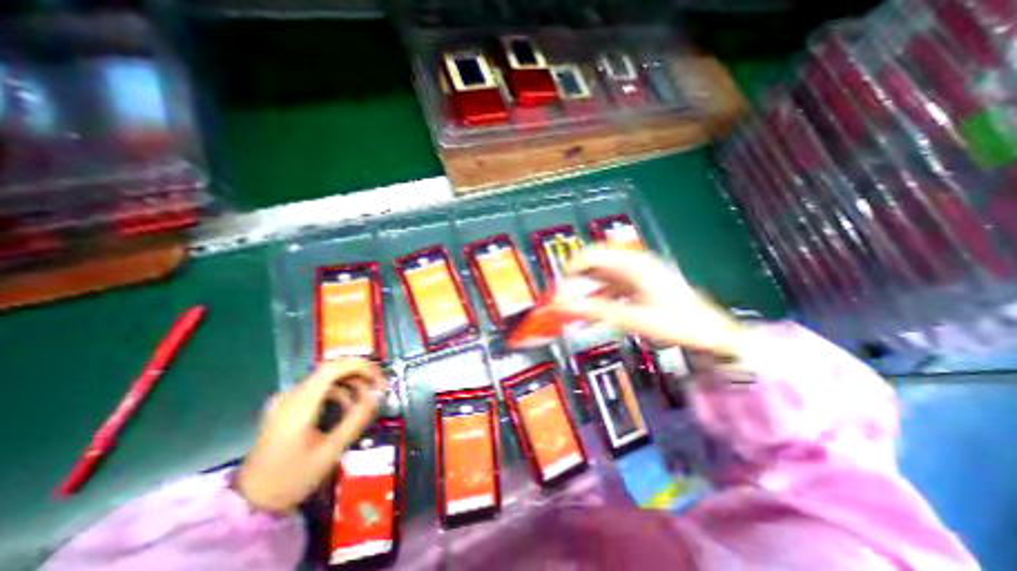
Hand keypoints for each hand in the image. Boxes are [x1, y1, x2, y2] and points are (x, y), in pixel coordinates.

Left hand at [233, 360, 384, 511]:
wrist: (250, 503)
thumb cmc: (292, 478)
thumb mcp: (330, 450)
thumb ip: (356, 419)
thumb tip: (378, 395)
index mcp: (298, 404)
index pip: (333, 367)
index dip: (360, 366)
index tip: (379, 379)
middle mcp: (291, 395)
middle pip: (331, 370)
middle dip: (360, 375)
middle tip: (379, 389)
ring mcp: (287, 400)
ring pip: (327, 379)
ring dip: (351, 384)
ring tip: (367, 400)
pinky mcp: (288, 406)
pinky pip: (319, 389)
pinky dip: (339, 392)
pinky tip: (349, 407)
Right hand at [554, 248, 744, 353]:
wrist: (712, 332)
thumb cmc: (676, 323)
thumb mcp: (633, 318)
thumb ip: (595, 311)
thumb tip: (564, 307)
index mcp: (632, 264)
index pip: (591, 254)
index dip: (571, 268)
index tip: (559, 287)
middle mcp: (634, 262)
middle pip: (595, 262)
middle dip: (577, 278)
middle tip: (564, 298)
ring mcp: (638, 272)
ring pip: (603, 272)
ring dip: (587, 286)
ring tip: (576, 304)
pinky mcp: (640, 282)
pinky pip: (612, 282)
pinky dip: (600, 292)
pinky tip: (595, 306)